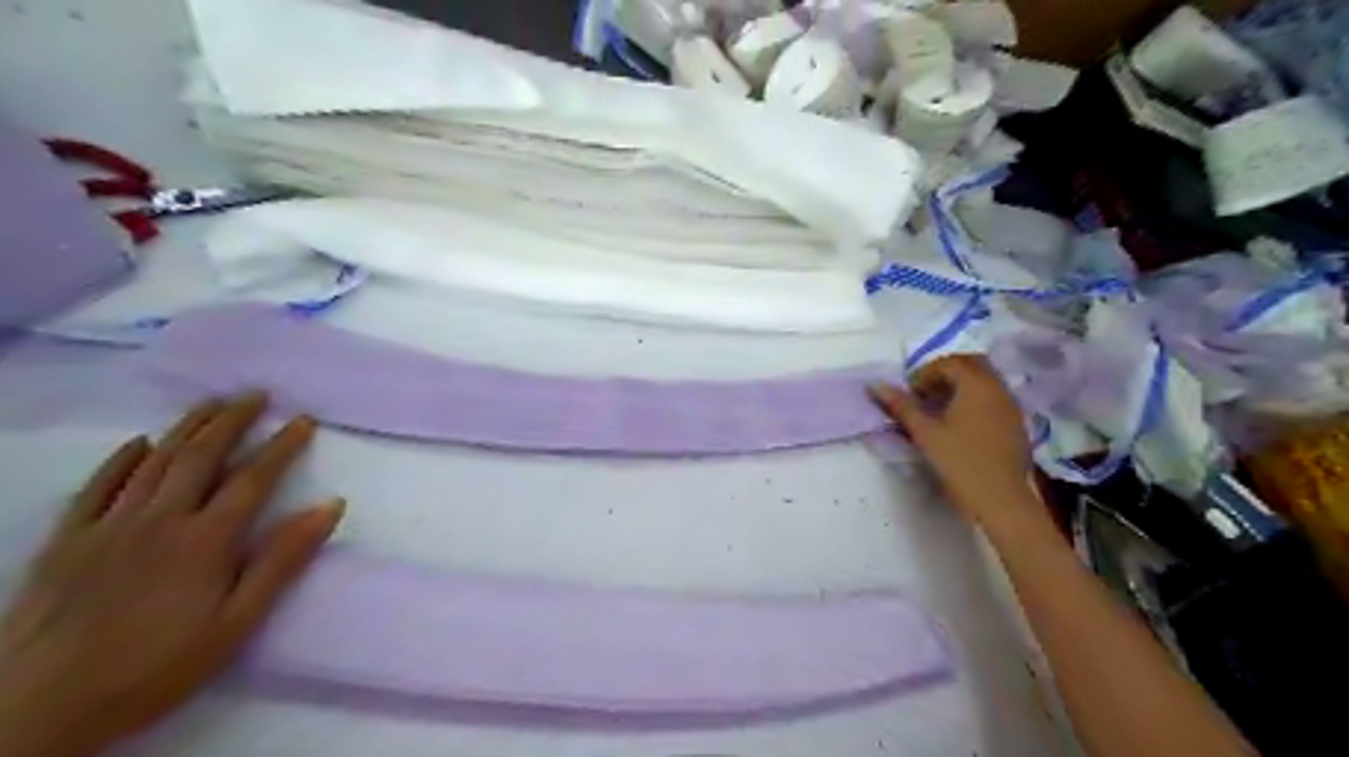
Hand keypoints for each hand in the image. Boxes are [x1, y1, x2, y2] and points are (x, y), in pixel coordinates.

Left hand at [0, 393, 344, 754]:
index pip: (253, 479)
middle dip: (231, 421)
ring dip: (186, 428)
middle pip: (200, 457)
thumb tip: (330, 506)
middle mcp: (159, 520)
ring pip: (153, 463)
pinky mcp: (65, 542)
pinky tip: (138, 443)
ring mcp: (107, 527)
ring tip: (210, 403)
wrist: (37, 710)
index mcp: (206, 540)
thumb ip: (282, 560)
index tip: (302, 420)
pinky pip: (96, 488)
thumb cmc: (157, 667)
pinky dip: (120, 461)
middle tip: (255, 394)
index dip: (281, 446)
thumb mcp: (238, 622)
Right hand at [876, 354, 1042, 526]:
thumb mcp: (924, 432)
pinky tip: (962, 425)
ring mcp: (1011, 405)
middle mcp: (997, 387)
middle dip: (945, 374)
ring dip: (961, 387)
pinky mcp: (1017, 423)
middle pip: (970, 365)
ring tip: (940, 410)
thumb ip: (901, 405)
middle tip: (924, 395)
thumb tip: (876, 385)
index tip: (910, 394)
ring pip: (984, 381)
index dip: (924, 373)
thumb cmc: (959, 462)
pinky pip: (993, 398)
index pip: (948, 363)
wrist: (1000, 499)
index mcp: (975, 384)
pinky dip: (975, 400)